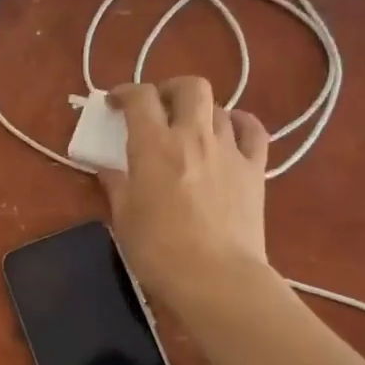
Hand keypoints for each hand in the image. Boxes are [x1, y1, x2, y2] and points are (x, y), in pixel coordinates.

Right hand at [98, 79, 271, 304]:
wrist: (216, 278)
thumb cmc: (159, 249)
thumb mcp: (124, 217)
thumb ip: (116, 185)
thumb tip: (109, 170)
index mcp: (154, 145)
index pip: (139, 98)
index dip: (124, 93)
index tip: (115, 104)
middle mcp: (193, 136)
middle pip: (190, 87)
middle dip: (170, 89)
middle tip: (158, 108)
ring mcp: (229, 150)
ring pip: (219, 108)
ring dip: (200, 112)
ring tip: (190, 131)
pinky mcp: (255, 169)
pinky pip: (253, 130)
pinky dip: (240, 123)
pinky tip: (230, 133)